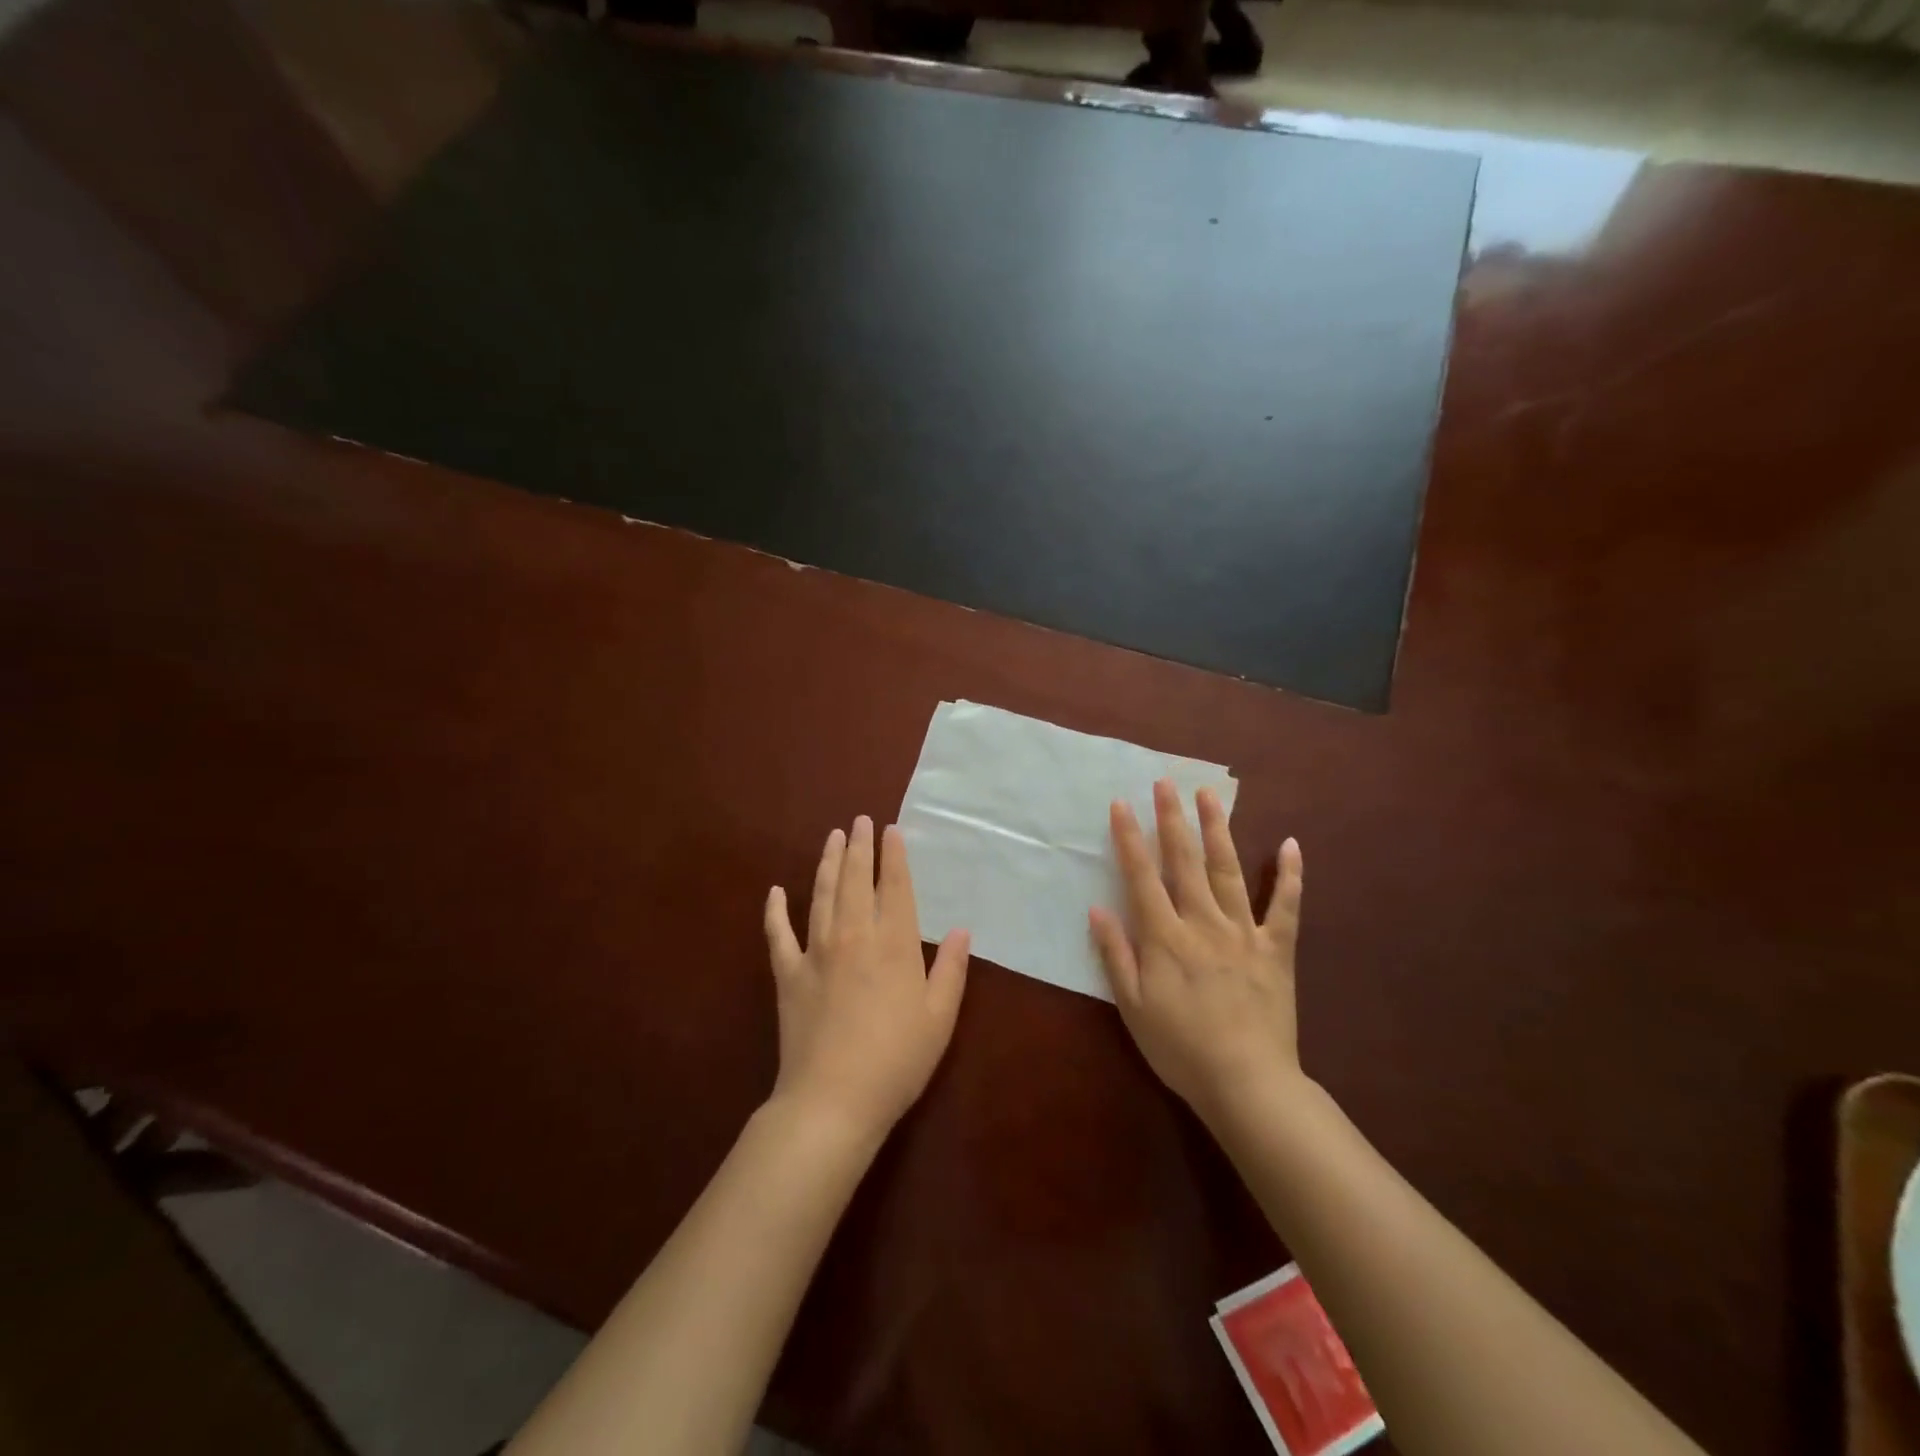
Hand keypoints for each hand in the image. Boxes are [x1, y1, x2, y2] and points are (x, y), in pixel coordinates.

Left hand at [763, 816, 970, 1142]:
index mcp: (894, 943)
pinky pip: (778, 933)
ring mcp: (816, 951)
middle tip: (860, 820)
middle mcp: (854, 935)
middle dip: (860, 846)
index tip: (891, 830)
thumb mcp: (939, 1017)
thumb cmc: (896, 1060)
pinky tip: (776, 891)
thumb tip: (961, 930)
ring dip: (828, 863)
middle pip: (856, 879)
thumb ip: (952, 969)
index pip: (896, 886)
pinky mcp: (788, 973)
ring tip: (833, 837)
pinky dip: (775, 910)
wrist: (833, 1099)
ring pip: (822, 894)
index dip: (895, 856)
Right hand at [1089, 780, 1306, 1131]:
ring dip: (1218, 830)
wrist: (1247, 1083)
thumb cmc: (1180, 1047)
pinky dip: (1290, 875)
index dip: (1130, 838)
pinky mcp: (1277, 949)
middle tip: (1166, 782)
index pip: (1142, 876)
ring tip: (1209, 795)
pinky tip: (1290, 844)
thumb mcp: (1132, 1007)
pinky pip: (1286, 906)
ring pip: (1228, 871)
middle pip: (1184, 861)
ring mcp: (1244, 932)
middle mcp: (1203, 922)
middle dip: (1172, 819)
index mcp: (1165, 937)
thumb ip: (1115, 954)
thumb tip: (1098, 908)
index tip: (1122, 803)